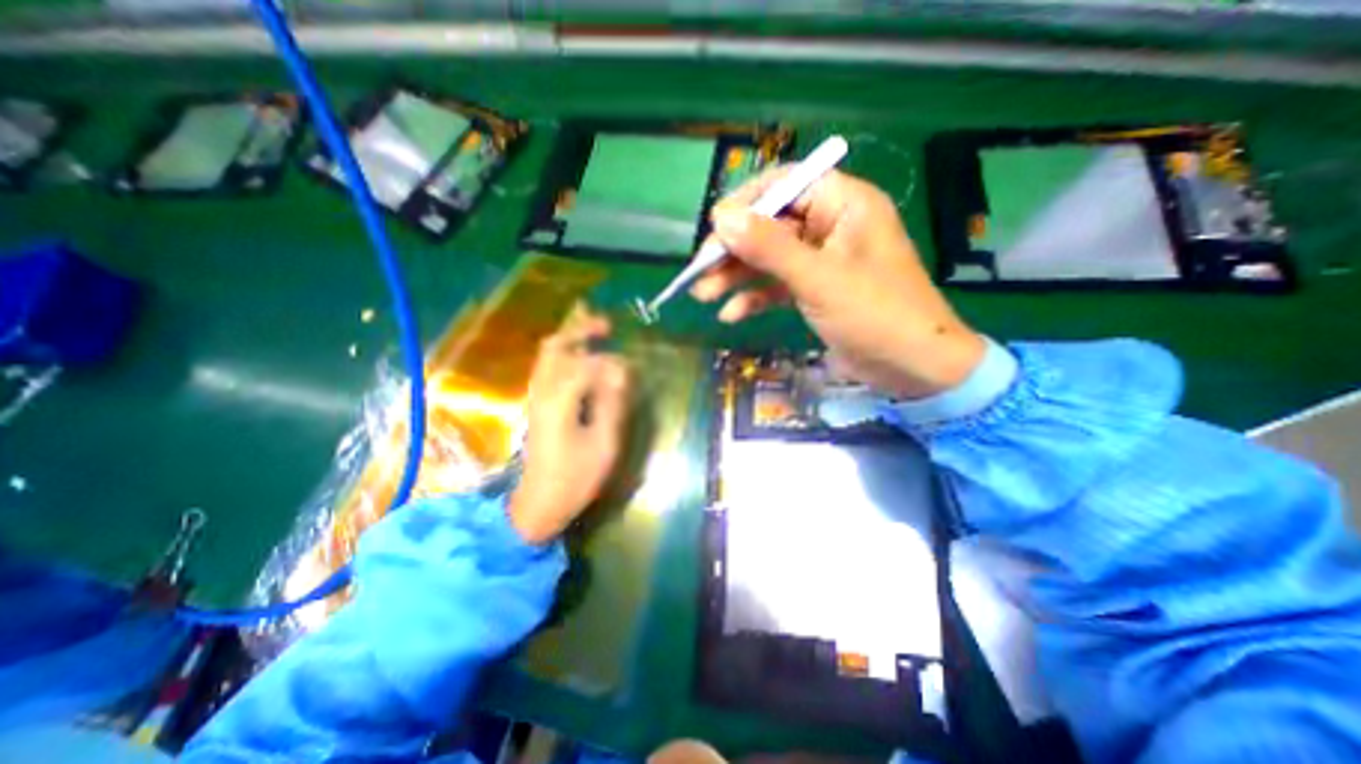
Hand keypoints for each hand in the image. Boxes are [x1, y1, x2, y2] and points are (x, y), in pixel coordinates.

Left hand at [509, 309, 632, 544]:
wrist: (539, 503)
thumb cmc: (575, 477)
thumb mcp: (604, 444)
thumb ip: (612, 403)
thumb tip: (621, 372)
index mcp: (559, 400)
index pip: (586, 364)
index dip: (611, 362)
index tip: (632, 371)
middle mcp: (543, 391)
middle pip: (556, 346)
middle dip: (580, 329)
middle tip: (607, 324)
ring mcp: (537, 396)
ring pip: (549, 354)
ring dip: (571, 337)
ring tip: (597, 331)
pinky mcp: (538, 404)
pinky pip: (549, 366)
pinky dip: (566, 353)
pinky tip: (583, 356)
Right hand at [691, 168, 977, 398]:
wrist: (912, 368)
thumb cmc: (874, 314)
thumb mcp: (818, 279)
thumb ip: (769, 248)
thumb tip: (721, 218)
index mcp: (842, 205)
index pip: (785, 185)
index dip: (746, 203)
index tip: (714, 228)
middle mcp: (830, 226)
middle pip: (769, 226)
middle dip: (733, 250)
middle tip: (700, 272)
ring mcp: (819, 261)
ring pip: (768, 259)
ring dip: (736, 276)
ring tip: (703, 295)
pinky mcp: (814, 290)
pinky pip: (776, 285)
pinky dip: (754, 298)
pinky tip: (731, 315)